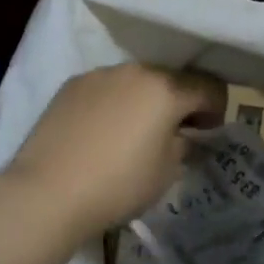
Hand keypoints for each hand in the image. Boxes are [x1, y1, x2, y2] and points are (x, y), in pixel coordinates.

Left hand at [4, 65, 226, 234]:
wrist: (47, 192)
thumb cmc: (119, 184)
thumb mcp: (167, 172)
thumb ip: (183, 145)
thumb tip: (183, 135)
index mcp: (166, 89)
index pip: (208, 86)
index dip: (216, 109)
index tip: (207, 133)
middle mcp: (135, 71)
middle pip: (171, 79)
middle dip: (179, 103)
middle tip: (173, 134)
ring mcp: (99, 75)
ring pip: (136, 81)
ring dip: (144, 101)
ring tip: (132, 134)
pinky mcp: (71, 85)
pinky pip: (106, 89)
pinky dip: (114, 104)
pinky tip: (101, 133)